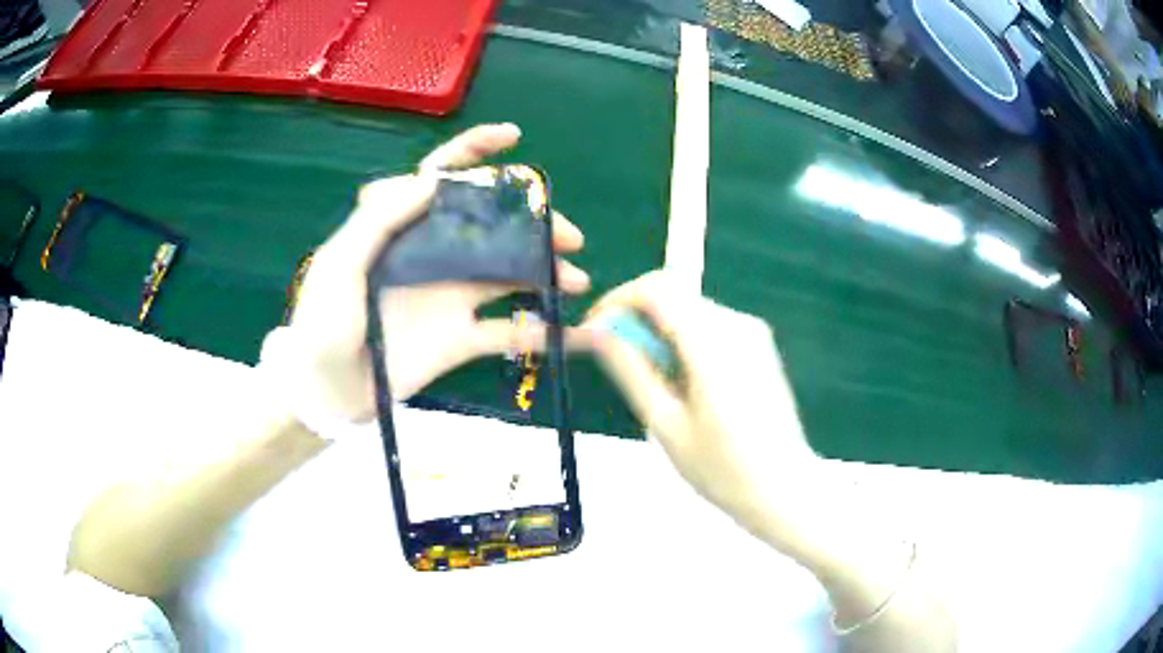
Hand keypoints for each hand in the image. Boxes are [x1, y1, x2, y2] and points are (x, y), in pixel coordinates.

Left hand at [261, 124, 589, 422]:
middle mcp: (433, 256)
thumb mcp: (339, 267)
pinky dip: (540, 332)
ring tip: (578, 281)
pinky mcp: (459, 341)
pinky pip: (507, 333)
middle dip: (533, 221)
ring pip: (508, 273)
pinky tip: (573, 334)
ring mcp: (449, 299)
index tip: (513, 138)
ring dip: (546, 272)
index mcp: (402, 230)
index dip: (474, 152)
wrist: (326, 394)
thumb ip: (379, 221)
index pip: (441, 178)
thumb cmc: (322, 326)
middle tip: (569, 236)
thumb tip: (433, 180)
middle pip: (491, 225)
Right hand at [584, 270, 817, 527]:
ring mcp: (752, 333)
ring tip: (651, 383)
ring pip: (690, 310)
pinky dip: (683, 341)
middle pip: (674, 295)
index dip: (617, 301)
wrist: (785, 488)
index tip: (594, 330)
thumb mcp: (666, 424)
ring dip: (660, 332)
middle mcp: (736, 325)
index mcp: (713, 344)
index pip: (657, 289)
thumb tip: (595, 332)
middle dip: (636, 318)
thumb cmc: (722, 469)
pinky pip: (709, 326)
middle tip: (616, 360)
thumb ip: (630, 370)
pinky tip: (682, 384)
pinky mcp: (759, 345)